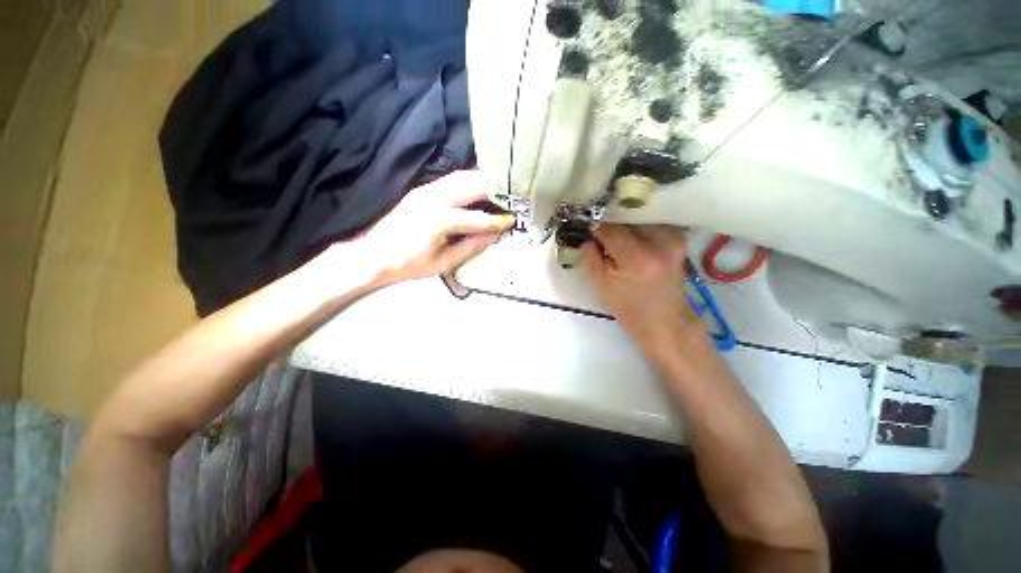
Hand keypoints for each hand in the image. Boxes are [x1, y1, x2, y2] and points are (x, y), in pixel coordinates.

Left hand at [358, 171, 514, 284]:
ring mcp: (426, 190)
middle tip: (511, 194)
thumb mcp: (444, 262)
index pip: (477, 218)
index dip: (496, 221)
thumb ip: (471, 247)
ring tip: (498, 187)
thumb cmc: (409, 264)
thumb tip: (494, 236)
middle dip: (493, 188)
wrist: (373, 255)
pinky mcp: (421, 189)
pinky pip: (450, 180)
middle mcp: (433, 198)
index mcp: (439, 220)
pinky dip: (467, 181)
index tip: (512, 221)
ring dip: (481, 180)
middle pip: (471, 185)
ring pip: (461, 177)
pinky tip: (477, 186)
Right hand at [581, 224, 701, 350]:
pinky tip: (632, 241)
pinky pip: (653, 225)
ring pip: (640, 219)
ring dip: (626, 226)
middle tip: (601, 236)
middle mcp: (660, 242)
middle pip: (627, 220)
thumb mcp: (600, 285)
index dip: (595, 229)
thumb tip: (587, 237)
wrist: (664, 322)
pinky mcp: (679, 240)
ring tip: (617, 240)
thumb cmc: (629, 308)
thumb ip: (589, 257)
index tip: (587, 231)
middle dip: (611, 226)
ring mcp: (674, 239)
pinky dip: (639, 229)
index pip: (610, 229)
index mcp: (637, 258)